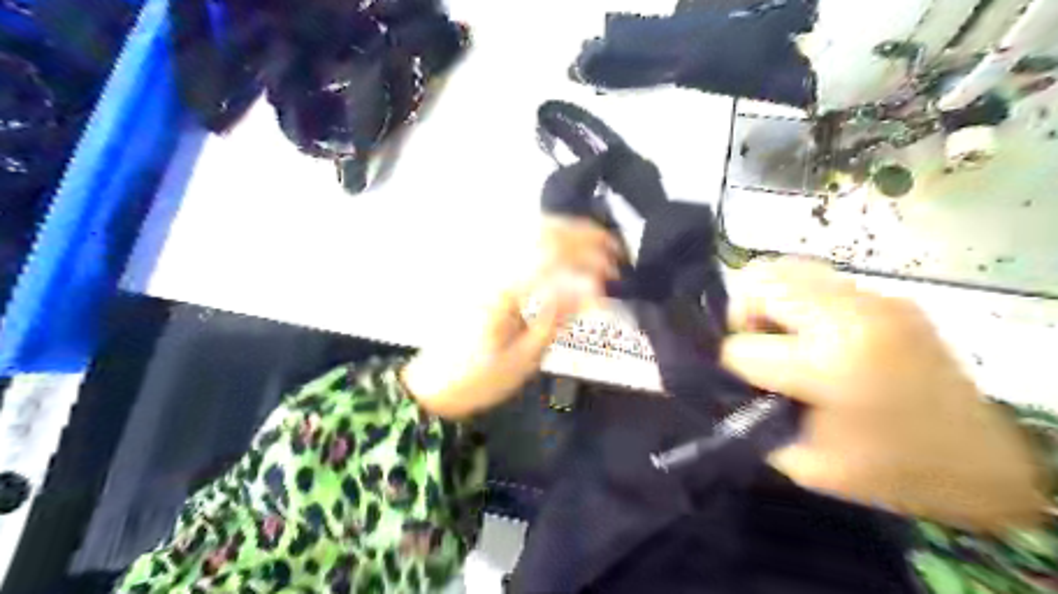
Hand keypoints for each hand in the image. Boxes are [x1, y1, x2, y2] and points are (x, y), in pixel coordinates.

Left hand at [404, 219, 620, 422]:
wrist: (432, 385)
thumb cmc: (479, 379)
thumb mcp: (523, 359)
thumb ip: (556, 319)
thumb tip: (591, 290)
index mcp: (501, 291)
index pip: (552, 258)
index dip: (588, 259)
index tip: (613, 275)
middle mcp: (492, 269)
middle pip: (542, 234)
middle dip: (583, 236)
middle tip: (614, 251)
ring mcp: (485, 268)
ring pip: (529, 231)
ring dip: (567, 232)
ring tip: (597, 243)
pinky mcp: (484, 274)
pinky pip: (519, 244)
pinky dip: (547, 239)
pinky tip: (564, 248)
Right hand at [724, 261, 1044, 532]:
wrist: (979, 461)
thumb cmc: (888, 470)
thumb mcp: (806, 463)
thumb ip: (753, 420)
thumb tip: (725, 385)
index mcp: (830, 364)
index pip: (742, 347)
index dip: (731, 366)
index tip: (742, 382)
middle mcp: (850, 317)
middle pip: (760, 283)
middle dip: (740, 314)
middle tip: (752, 343)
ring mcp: (874, 300)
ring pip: (787, 268)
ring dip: (768, 299)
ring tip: (780, 332)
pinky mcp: (889, 297)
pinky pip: (819, 279)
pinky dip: (798, 298)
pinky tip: (812, 330)